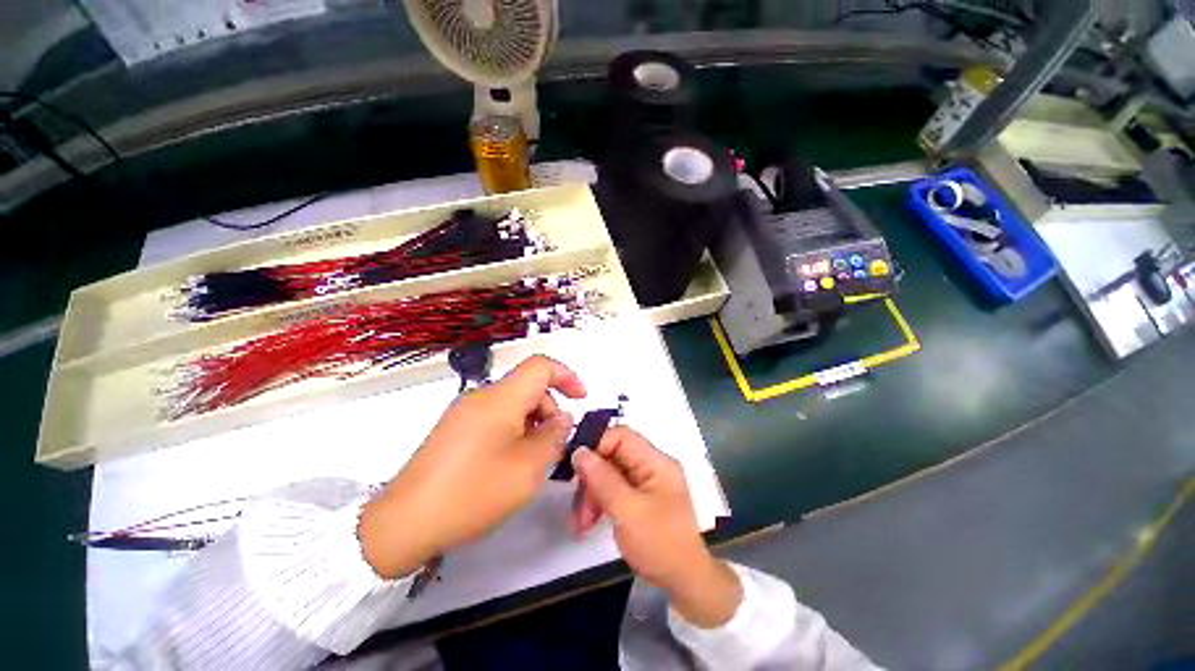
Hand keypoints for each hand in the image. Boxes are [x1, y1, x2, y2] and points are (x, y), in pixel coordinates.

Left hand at [359, 355, 585, 578]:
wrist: (404, 523)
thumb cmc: (473, 492)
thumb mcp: (528, 468)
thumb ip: (554, 437)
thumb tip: (562, 419)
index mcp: (500, 398)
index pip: (540, 366)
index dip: (567, 376)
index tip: (581, 398)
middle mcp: (481, 396)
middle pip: (527, 387)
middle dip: (550, 409)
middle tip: (555, 445)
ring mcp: (464, 412)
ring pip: (512, 404)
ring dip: (532, 423)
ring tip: (533, 459)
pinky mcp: (454, 429)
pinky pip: (495, 418)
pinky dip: (514, 431)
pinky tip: (510, 463)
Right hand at [570, 428, 742, 626]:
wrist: (685, 582)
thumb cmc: (660, 544)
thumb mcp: (627, 511)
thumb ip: (602, 478)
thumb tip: (580, 451)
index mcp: (656, 462)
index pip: (622, 436)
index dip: (597, 446)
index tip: (577, 468)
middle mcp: (652, 466)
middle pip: (613, 456)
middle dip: (592, 479)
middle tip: (578, 507)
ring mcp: (646, 483)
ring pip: (610, 474)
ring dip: (592, 495)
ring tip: (582, 524)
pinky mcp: (640, 498)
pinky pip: (614, 490)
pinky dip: (600, 503)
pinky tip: (590, 523)